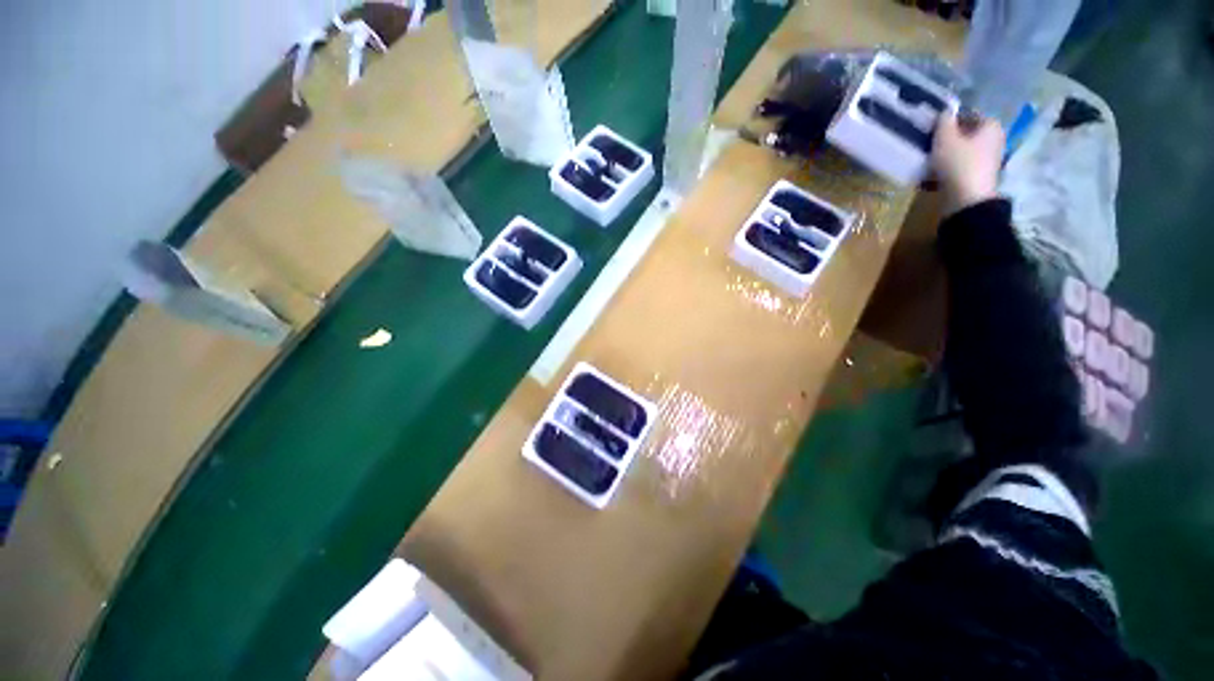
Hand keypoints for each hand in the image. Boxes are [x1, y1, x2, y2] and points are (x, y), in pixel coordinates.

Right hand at [932, 112, 1004, 215]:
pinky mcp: (979, 176)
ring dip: (946, 155)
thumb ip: (944, 121)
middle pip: (966, 134)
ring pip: (962, 151)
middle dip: (947, 139)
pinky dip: (947, 169)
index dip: (950, 120)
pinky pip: (960, 167)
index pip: (968, 114)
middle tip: (928, 144)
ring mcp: (988, 160)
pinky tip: (933, 176)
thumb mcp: (945, 138)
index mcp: (991, 125)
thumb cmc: (958, 164)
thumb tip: (945, 111)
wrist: (966, 200)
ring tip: (928, 162)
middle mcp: (994, 139)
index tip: (932, 128)